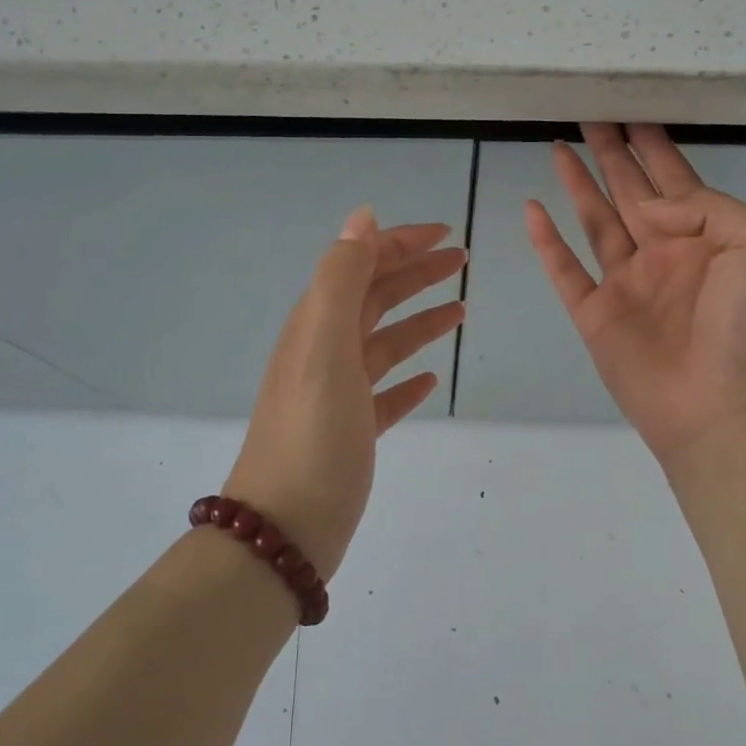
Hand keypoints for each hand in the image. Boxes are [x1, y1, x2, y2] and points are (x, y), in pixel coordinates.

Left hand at [224, 208, 464, 574]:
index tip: (447, 234)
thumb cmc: (312, 434)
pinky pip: (384, 392)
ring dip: (419, 321)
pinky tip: (430, 380)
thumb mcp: (324, 345)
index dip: (400, 243)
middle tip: (461, 261)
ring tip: (460, 311)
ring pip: (384, 343)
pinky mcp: (350, 431)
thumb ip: (341, 278)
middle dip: (415, 274)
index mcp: (317, 324)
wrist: (284, 529)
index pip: (361, 265)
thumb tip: (362, 217)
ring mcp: (337, 393)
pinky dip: (407, 379)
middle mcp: (324, 350)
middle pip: (375, 298)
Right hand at [525, 123, 745, 479]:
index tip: (632, 113)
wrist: (725, 410)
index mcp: (707, 238)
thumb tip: (648, 205)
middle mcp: (664, 254)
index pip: (675, 179)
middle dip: (612, 154)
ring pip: (595, 221)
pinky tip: (532, 209)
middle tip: (590, 116)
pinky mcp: (595, 315)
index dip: (653, 147)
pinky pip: (565, 270)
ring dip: (577, 185)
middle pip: (630, 191)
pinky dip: (547, 242)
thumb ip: (708, 209)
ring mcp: (627, 285)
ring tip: (558, 147)